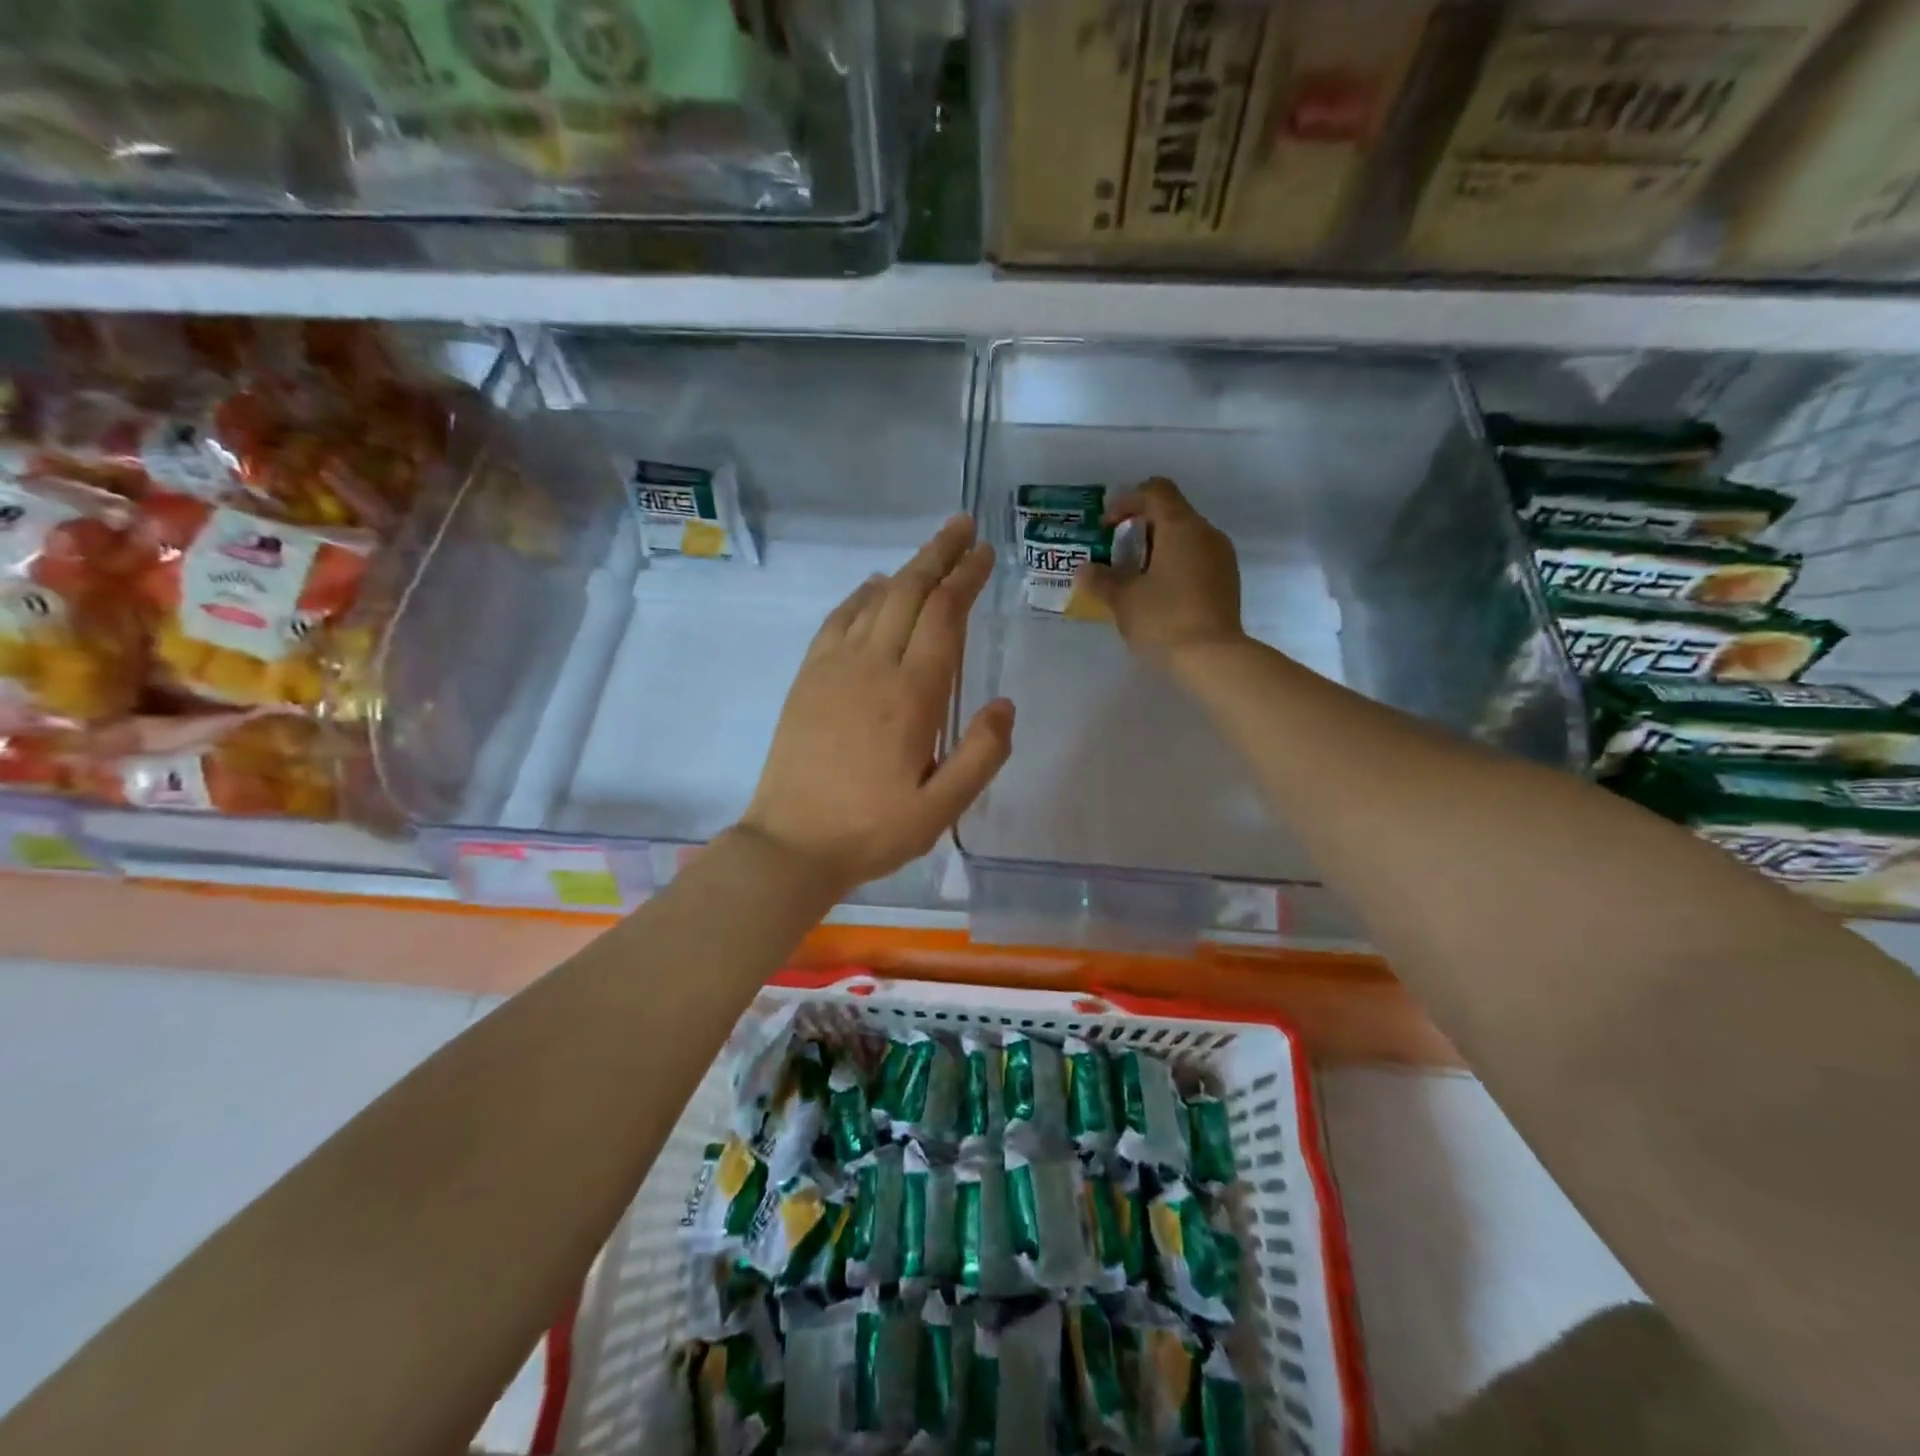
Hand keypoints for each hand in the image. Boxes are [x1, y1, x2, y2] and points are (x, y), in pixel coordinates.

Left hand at [739, 515, 1013, 894]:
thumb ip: (981, 755)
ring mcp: (834, 668)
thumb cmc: (872, 831)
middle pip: (910, 593)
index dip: (966, 578)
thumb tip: (1004, 704)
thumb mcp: (940, 810)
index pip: (945, 617)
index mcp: (912, 696)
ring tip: (930, 551)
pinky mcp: (808, 678)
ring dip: (906, 570)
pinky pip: (837, 620)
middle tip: (962, 526)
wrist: (791, 844)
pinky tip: (875, 588)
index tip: (984, 552)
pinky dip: (861, 596)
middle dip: (940, 555)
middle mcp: (873, 667)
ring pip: (875, 600)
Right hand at [1073, 477, 1244, 662]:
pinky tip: (1158, 596)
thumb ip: (1100, 579)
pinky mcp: (1227, 582)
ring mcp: (1222, 558)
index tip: (1107, 528)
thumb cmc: (1164, 619)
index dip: (1127, 501)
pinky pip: (1196, 560)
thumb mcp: (1123, 599)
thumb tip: (1085, 570)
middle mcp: (1206, 533)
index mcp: (1181, 526)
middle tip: (1115, 556)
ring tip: (1134, 579)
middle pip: (1171, 513)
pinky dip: (1174, 566)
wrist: (1213, 658)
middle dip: (1139, 529)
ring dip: (1157, 550)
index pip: (1155, 490)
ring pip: (1185, 538)